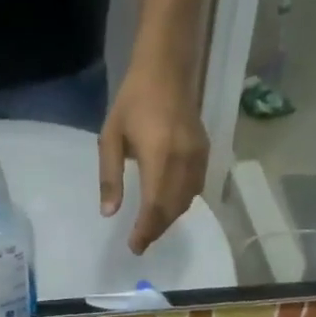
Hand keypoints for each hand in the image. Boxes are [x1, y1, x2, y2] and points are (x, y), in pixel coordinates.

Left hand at [99, 65, 208, 254]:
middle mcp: (183, 160)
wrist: (166, 69)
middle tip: (140, 243)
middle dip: (156, 229)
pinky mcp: (205, 151)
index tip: (134, 247)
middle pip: (172, 208)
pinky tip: (167, 207)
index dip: (145, 230)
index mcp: (159, 156)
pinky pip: (196, 187)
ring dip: (169, 219)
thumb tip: (109, 213)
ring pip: (187, 200)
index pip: (154, 205)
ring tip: (150, 229)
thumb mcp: (110, 138)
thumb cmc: (133, 101)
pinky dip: (181, 203)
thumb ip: (110, 177)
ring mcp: (198, 156)